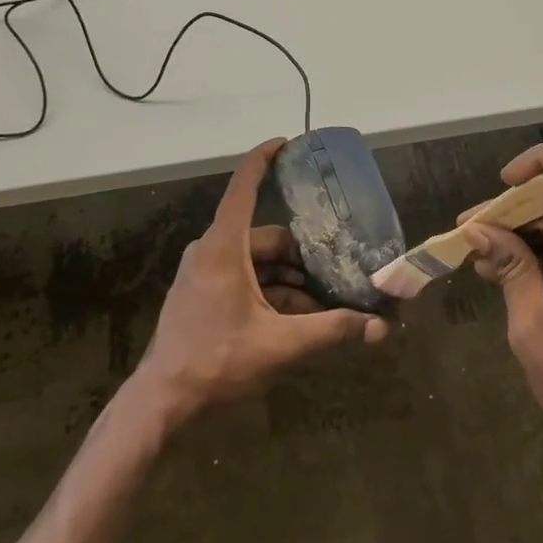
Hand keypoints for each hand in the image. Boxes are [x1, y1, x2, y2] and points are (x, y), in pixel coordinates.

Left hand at [132, 139, 387, 426]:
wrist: (162, 400)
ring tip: (324, 302)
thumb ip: (331, 331)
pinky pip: (244, 278)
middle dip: (303, 255)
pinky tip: (297, 317)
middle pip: (266, 237)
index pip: (244, 187)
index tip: (287, 143)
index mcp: (224, 246)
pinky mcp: (203, 292)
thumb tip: (379, 328)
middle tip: (338, 270)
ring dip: (290, 279)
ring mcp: (204, 272)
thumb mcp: (280, 344)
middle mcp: (212, 250)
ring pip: (258, 262)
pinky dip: (271, 291)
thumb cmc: (216, 361)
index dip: (264, 160)